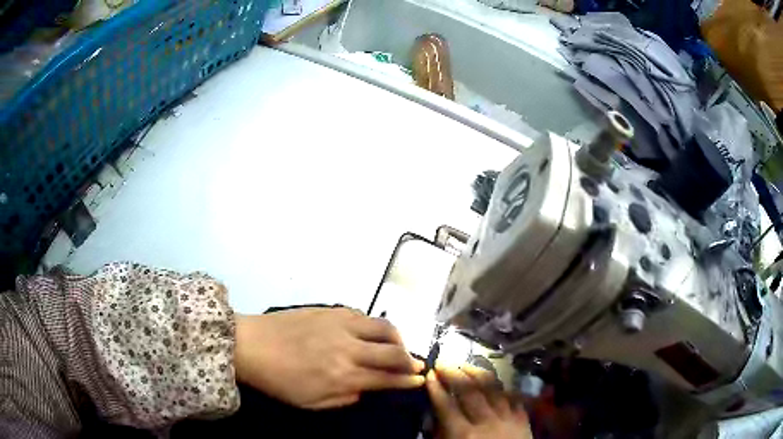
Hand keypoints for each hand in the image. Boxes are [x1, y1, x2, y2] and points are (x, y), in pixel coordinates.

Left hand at [234, 307, 424, 409]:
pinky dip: (374, 326)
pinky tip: (370, 333)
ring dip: (398, 338)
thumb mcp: (312, 403)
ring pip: (384, 327)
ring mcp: (341, 324)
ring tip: (397, 346)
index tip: (419, 380)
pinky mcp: (331, 310)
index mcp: (343, 375)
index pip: (387, 378)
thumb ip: (344, 399)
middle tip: (415, 365)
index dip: (408, 380)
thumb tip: (366, 389)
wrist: (250, 345)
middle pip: (393, 351)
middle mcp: (348, 348)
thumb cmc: (279, 381)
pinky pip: (363, 315)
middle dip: (410, 360)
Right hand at [427, 365, 532, 438]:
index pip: (447, 405)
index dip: (437, 388)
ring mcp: (508, 419)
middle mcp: (487, 423)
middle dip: (454, 374)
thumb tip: (434, 417)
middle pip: (469, 392)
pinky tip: (495, 382)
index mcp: (464, 435)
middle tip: (443, 361)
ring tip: (466, 364)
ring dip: (478, 374)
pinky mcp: (523, 420)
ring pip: (493, 389)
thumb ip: (442, 436)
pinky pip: (513, 397)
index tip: (430, 374)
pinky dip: (502, 388)